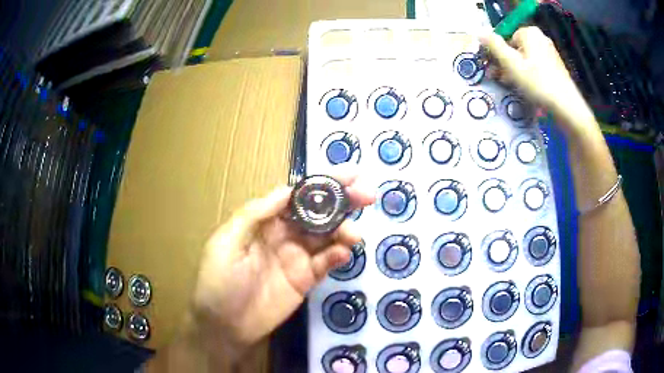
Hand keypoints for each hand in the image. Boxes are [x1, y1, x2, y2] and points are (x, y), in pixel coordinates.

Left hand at [190, 172, 373, 358]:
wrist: (224, 326)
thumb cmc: (219, 281)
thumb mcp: (227, 242)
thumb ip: (256, 214)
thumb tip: (288, 190)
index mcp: (264, 221)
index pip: (297, 196)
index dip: (322, 184)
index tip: (349, 175)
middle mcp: (284, 234)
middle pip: (318, 213)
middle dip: (342, 201)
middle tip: (367, 195)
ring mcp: (296, 258)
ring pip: (327, 237)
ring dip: (344, 230)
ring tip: (355, 233)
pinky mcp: (305, 280)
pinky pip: (326, 263)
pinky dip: (338, 255)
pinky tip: (344, 253)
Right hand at [480, 26, 596, 135]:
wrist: (566, 107)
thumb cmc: (537, 83)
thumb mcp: (510, 63)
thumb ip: (494, 45)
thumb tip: (479, 32)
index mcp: (529, 32)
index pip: (505, 38)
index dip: (497, 54)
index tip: (493, 69)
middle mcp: (540, 38)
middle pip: (515, 48)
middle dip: (506, 63)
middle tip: (500, 79)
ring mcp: (549, 52)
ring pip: (525, 59)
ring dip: (516, 71)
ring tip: (513, 86)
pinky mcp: (555, 67)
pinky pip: (536, 67)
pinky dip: (529, 75)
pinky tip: (528, 88)